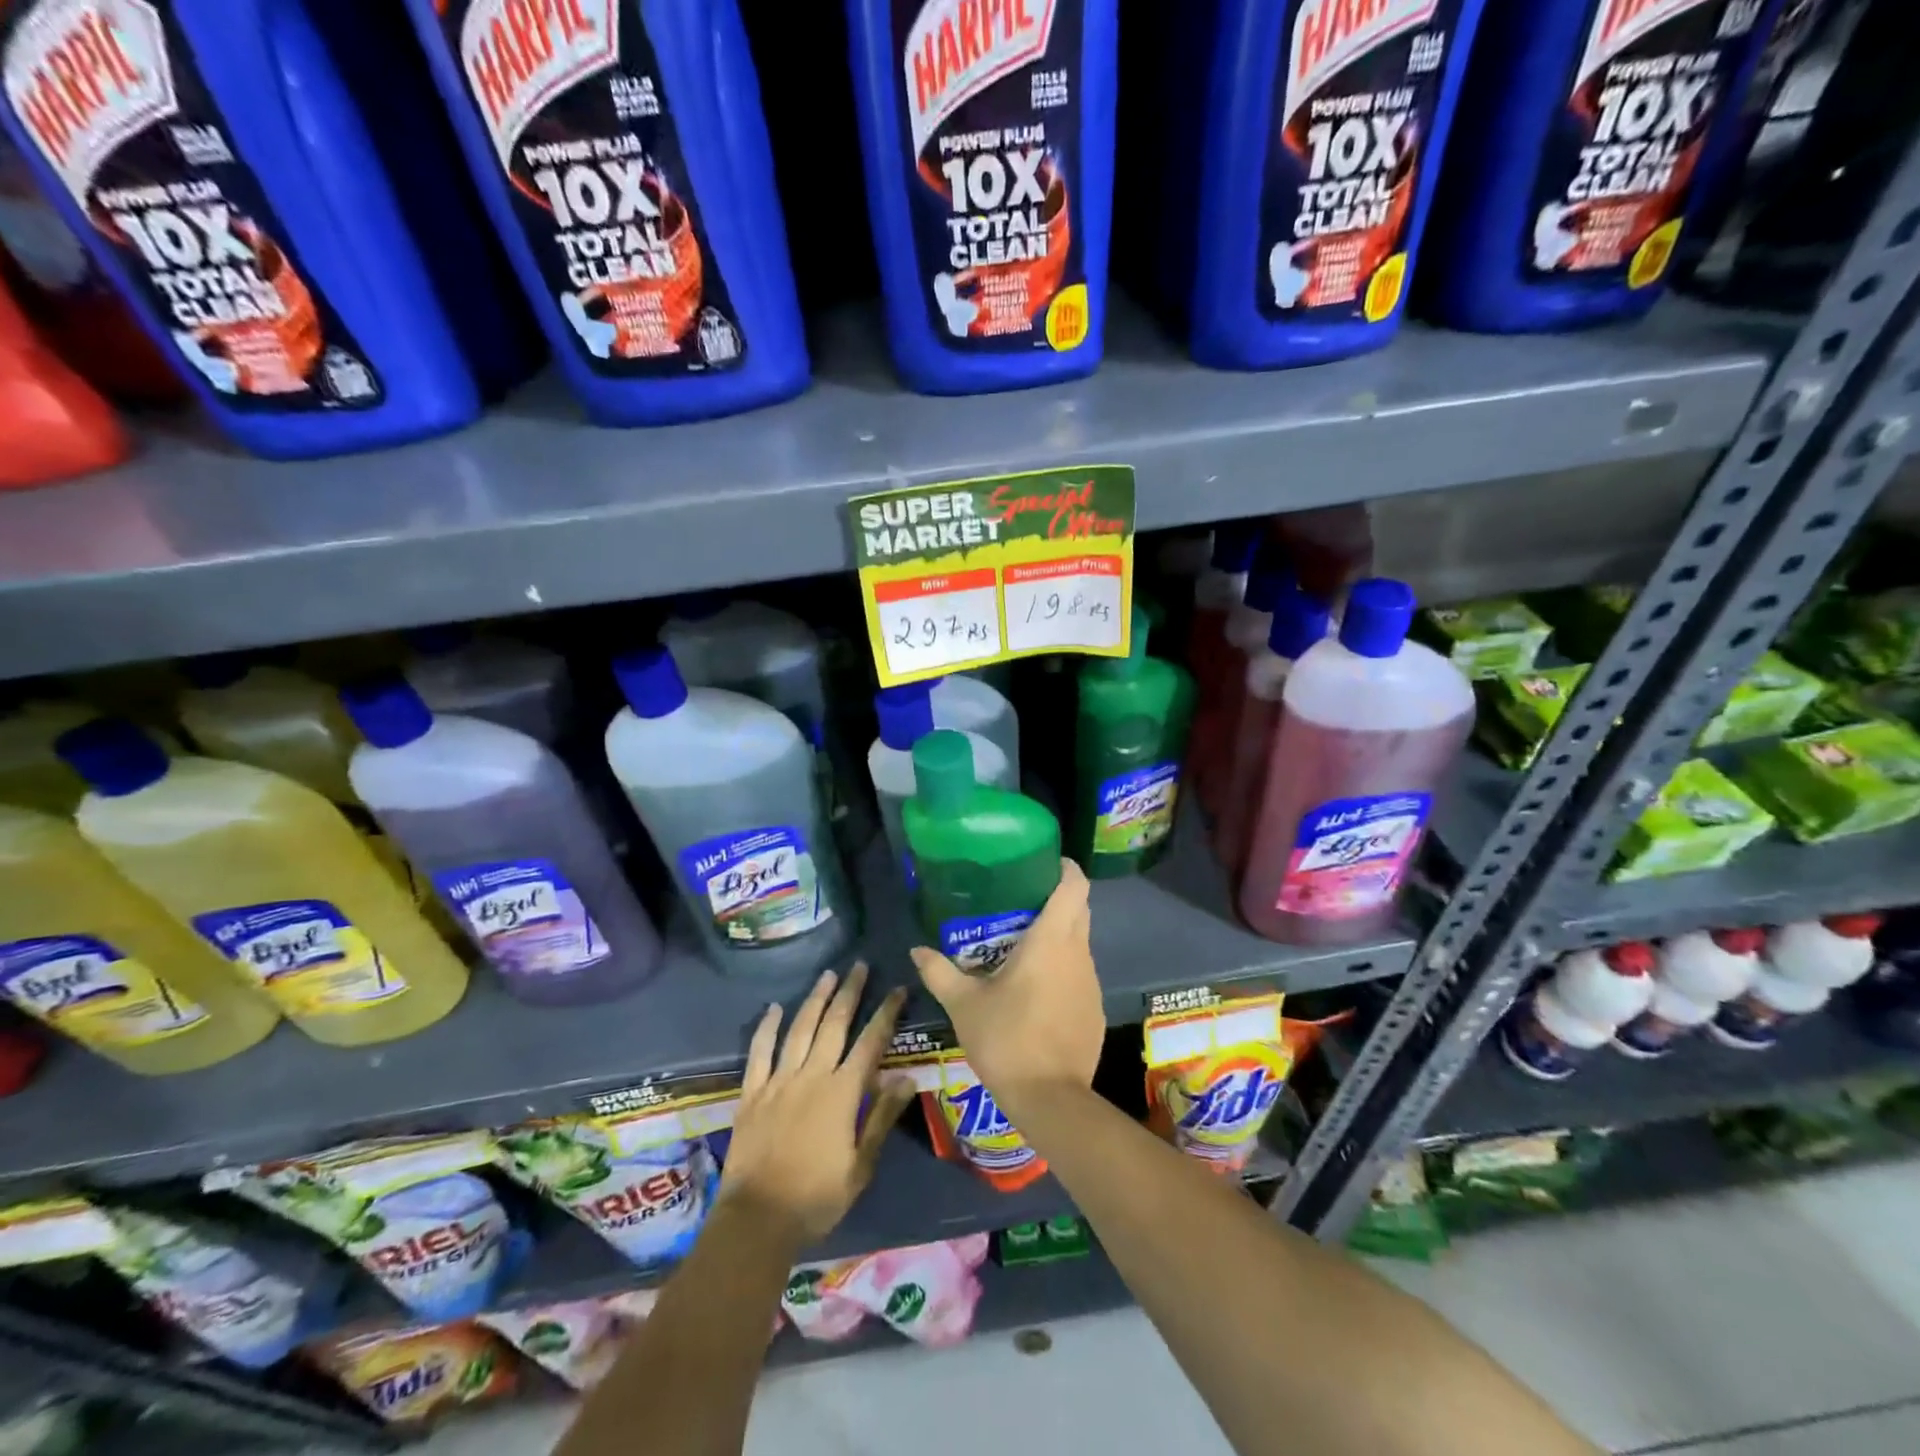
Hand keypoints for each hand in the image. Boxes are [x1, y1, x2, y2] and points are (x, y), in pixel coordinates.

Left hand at [717, 963, 915, 1245]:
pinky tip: (774, 1007)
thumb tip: (907, 1079)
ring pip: (800, 1029)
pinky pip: (759, 1052)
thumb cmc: (816, 1198)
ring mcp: (778, 1081)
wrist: (757, 1220)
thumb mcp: (860, 1166)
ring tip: (827, 975)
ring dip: (815, 1000)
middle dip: (849, 992)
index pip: (870, 1042)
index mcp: (842, 1093)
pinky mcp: (752, 1093)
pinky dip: (767, 1027)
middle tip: (858, 966)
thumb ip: (882, 1119)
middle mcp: (812, 1076)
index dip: (886, 1013)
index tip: (897, 989)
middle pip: (834, 1024)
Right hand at [909, 859, 1103, 1120]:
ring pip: (1079, 943)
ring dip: (1058, 936)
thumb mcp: (964, 1004)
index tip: (1045, 861)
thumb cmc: (1006, 1039)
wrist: (1050, 1099)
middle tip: (1022, 899)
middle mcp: (1078, 953)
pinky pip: (1080, 974)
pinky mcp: (1094, 1009)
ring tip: (1022, 943)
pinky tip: (1036, 988)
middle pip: (1079, 909)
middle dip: (1057, 897)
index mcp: (1052, 940)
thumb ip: (940, 972)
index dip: (1065, 868)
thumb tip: (916, 950)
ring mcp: (1092, 983)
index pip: (1074, 886)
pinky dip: (1062, 968)